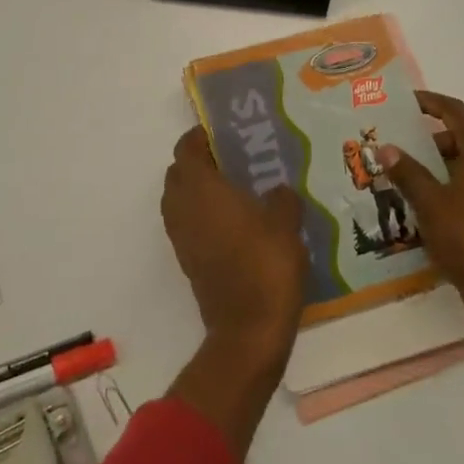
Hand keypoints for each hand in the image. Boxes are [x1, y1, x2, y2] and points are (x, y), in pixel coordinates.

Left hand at [161, 126, 308, 367]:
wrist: (247, 329)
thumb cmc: (265, 265)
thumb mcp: (285, 224)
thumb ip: (281, 198)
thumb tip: (277, 191)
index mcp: (200, 187)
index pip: (186, 148)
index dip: (200, 137)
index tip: (223, 135)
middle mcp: (181, 206)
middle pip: (178, 172)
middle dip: (198, 162)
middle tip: (232, 161)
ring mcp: (179, 235)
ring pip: (179, 199)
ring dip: (198, 190)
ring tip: (235, 191)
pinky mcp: (186, 259)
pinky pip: (186, 223)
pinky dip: (201, 215)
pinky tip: (234, 223)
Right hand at [378, 92, 463, 338]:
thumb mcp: (429, 202)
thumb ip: (407, 172)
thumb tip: (386, 148)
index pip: (455, 111)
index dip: (430, 103)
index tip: (404, 102)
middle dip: (432, 136)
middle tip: (400, 143)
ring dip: (444, 161)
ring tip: (410, 173)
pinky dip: (457, 181)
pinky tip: (432, 201)